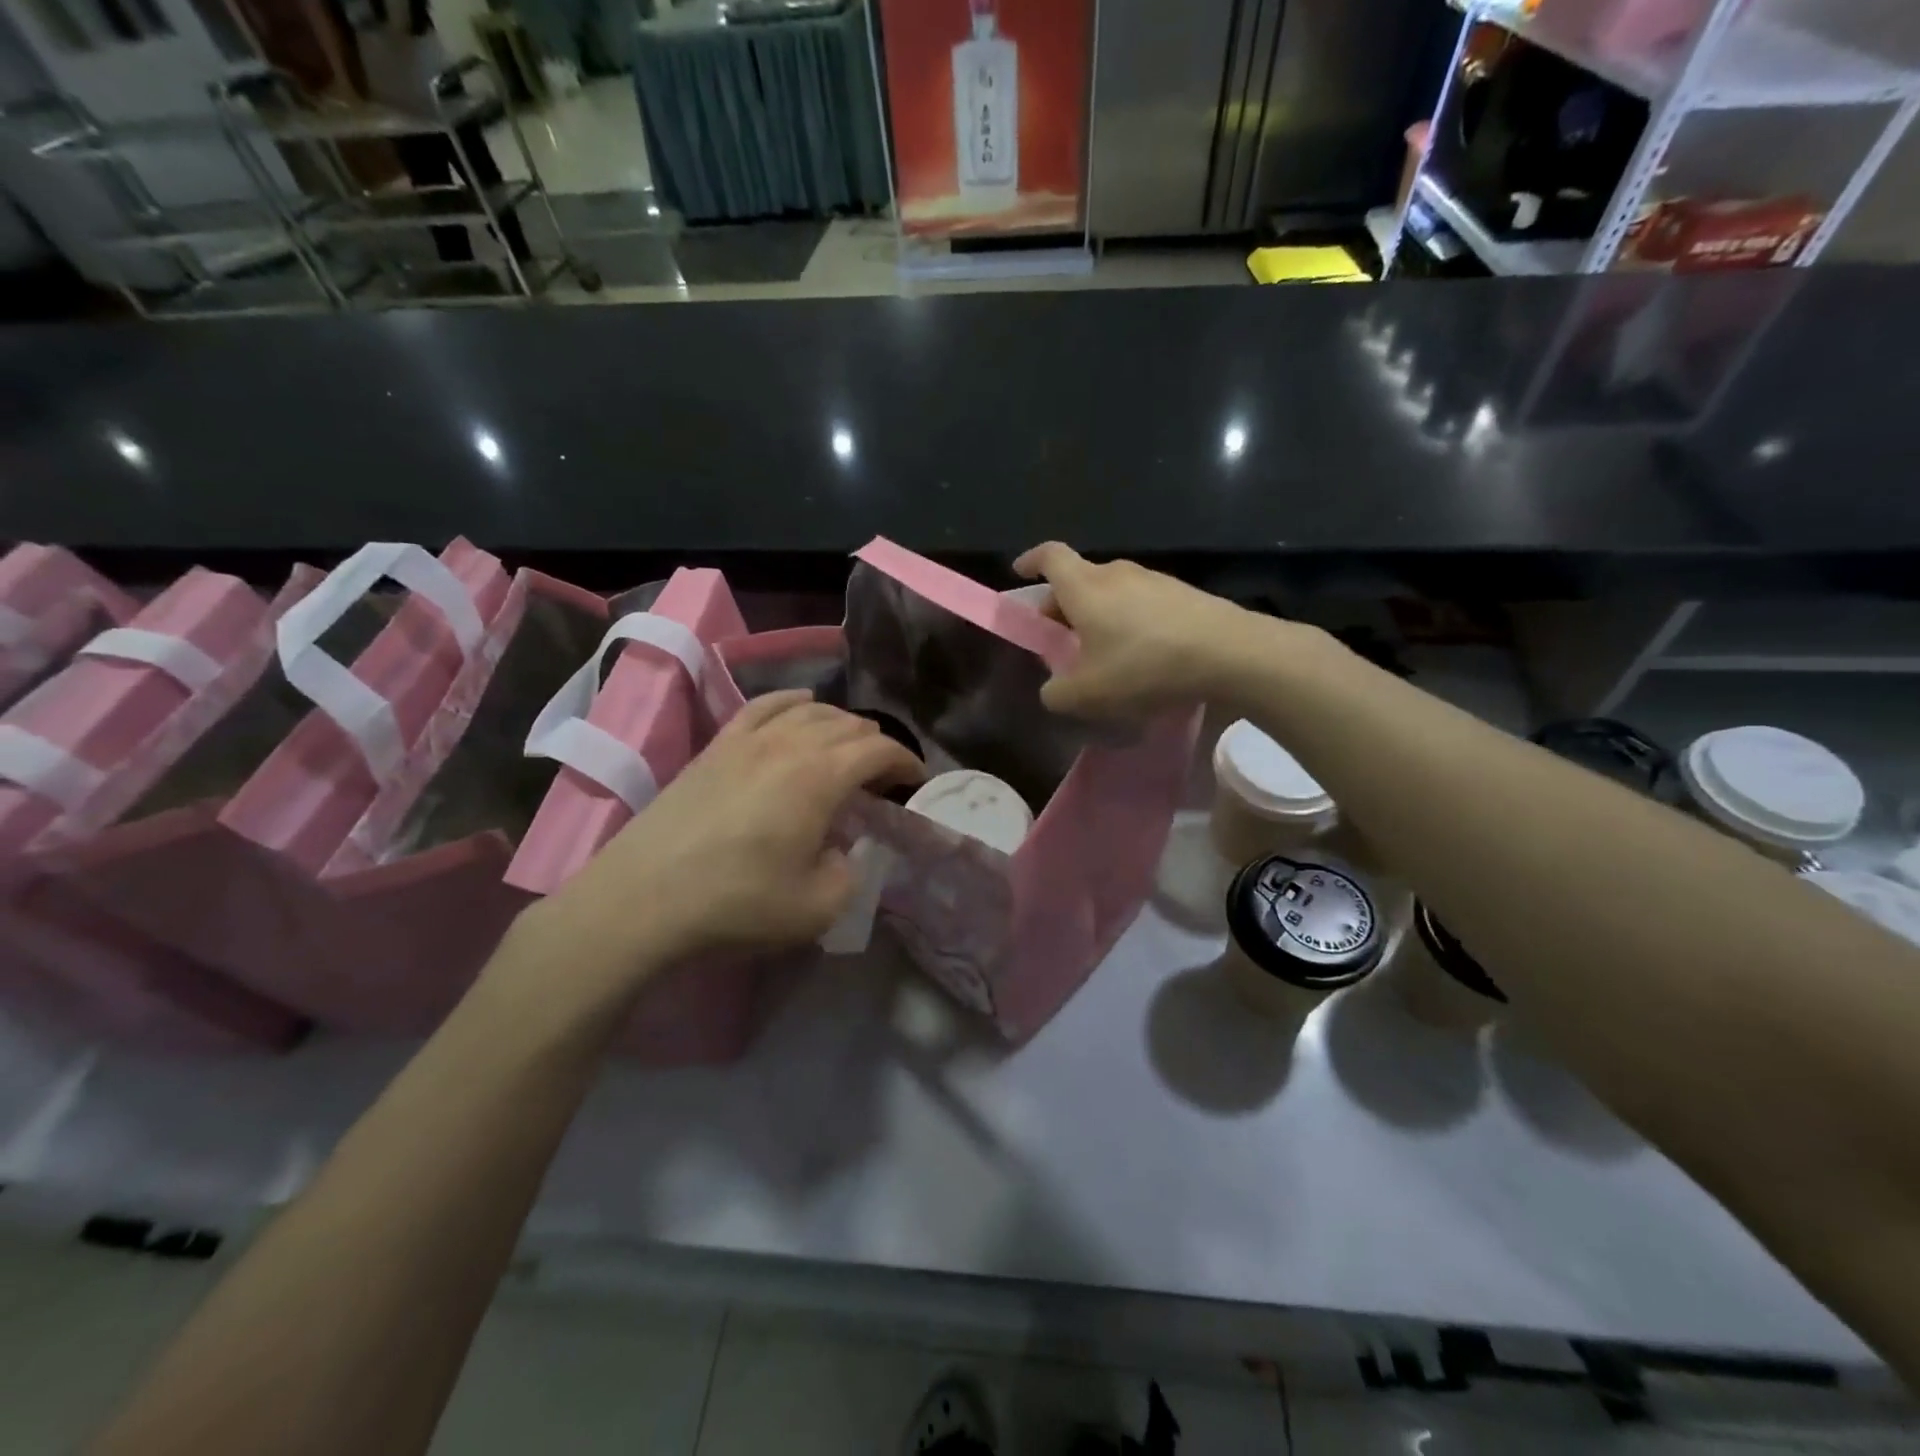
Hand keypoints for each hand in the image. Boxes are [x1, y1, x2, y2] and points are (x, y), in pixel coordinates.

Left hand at [513, 691, 922, 996]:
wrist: (642, 899)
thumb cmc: (737, 904)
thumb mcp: (818, 907)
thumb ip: (853, 872)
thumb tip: (848, 848)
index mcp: (821, 776)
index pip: (880, 751)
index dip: (906, 763)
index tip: (916, 783)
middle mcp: (790, 743)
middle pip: (849, 725)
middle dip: (877, 746)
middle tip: (882, 779)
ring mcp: (749, 738)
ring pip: (811, 710)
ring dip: (841, 725)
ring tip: (848, 749)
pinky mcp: (717, 745)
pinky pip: (764, 706)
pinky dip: (793, 702)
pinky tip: (801, 708)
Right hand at [1013, 542, 1283, 717]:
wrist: (1228, 653)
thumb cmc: (1144, 666)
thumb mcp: (1088, 694)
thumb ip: (1057, 694)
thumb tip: (1053, 690)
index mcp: (1085, 587)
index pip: (1049, 556)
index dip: (1030, 561)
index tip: (1019, 573)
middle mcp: (1116, 573)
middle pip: (1079, 578)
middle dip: (1062, 605)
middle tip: (1059, 637)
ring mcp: (1154, 580)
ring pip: (1112, 592)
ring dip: (1098, 615)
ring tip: (1102, 653)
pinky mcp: (1183, 594)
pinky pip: (1141, 603)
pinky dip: (1129, 622)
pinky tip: (1141, 656)